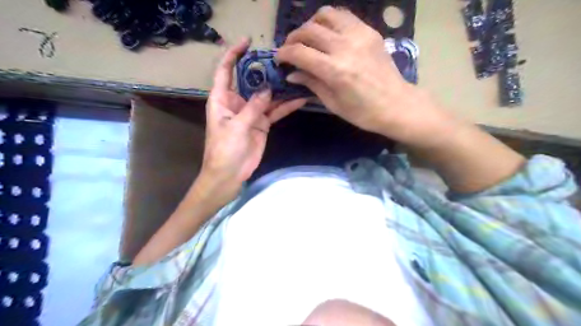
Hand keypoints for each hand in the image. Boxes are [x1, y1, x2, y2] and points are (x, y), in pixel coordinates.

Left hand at [200, 39, 305, 199]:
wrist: (230, 174)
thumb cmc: (224, 150)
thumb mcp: (237, 126)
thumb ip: (253, 107)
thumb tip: (268, 88)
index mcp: (222, 98)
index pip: (226, 70)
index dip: (234, 54)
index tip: (248, 41)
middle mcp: (237, 102)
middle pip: (251, 81)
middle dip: (265, 70)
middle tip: (283, 60)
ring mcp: (252, 113)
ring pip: (267, 96)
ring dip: (280, 89)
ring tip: (296, 77)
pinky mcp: (262, 124)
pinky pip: (275, 112)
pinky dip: (286, 107)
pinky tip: (299, 100)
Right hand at [277, 6, 452, 146]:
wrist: (397, 104)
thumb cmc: (363, 112)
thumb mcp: (333, 103)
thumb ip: (311, 83)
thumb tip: (292, 73)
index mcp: (335, 71)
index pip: (300, 52)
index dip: (284, 54)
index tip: (279, 59)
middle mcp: (345, 47)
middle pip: (309, 30)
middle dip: (293, 38)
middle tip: (290, 49)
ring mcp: (359, 35)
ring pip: (325, 15)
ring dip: (311, 24)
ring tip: (308, 38)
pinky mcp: (369, 31)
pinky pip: (344, 16)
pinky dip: (330, 21)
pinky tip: (327, 33)